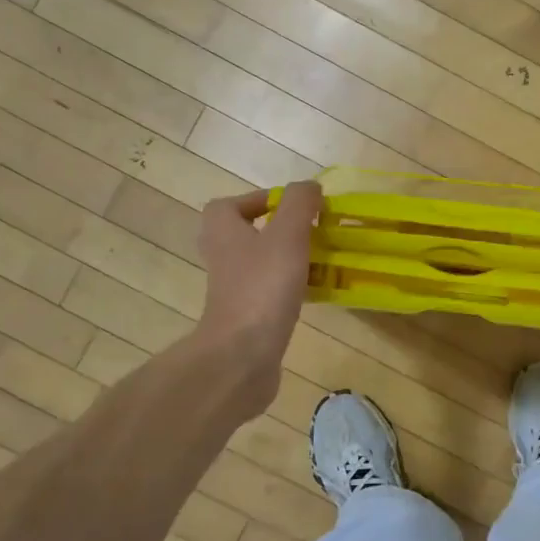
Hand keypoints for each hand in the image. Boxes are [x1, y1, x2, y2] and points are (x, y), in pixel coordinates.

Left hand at [195, 182, 320, 413]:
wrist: (243, 353)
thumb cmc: (263, 285)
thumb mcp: (287, 233)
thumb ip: (300, 203)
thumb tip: (310, 187)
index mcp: (222, 231)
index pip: (230, 204)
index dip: (259, 200)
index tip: (293, 207)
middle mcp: (221, 257)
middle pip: (245, 234)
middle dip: (277, 231)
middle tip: (308, 233)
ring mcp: (231, 289)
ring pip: (259, 264)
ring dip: (285, 260)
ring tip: (318, 260)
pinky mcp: (245, 316)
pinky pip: (268, 292)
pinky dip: (288, 289)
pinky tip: (314, 293)